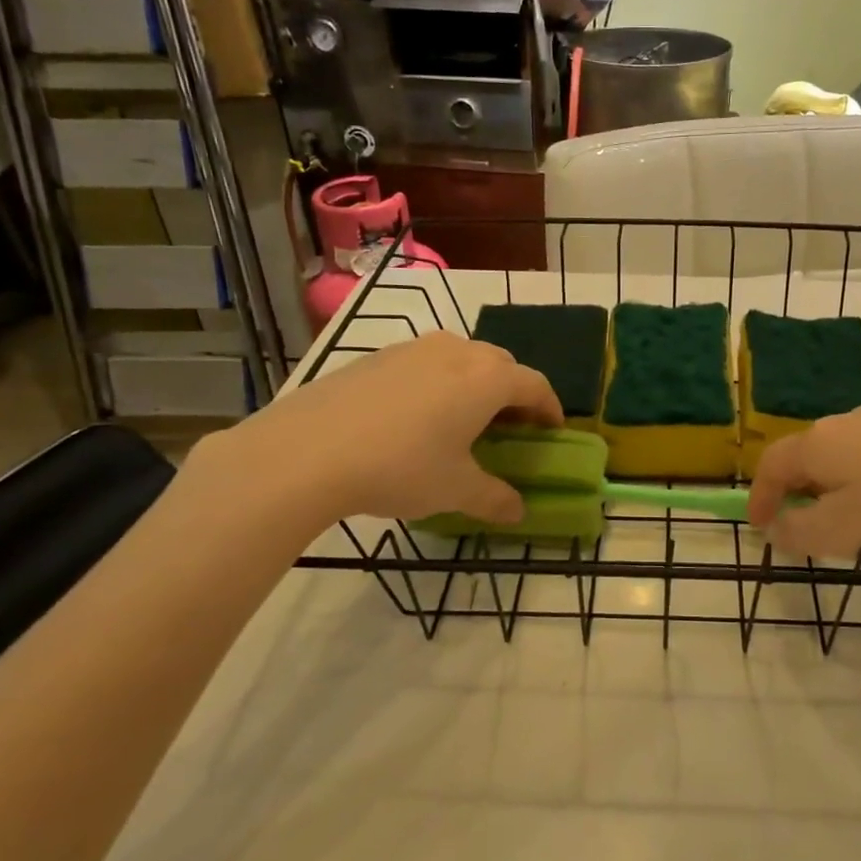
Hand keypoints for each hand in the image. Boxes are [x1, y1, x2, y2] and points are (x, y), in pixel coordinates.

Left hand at [192, 332, 561, 533]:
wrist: (308, 451)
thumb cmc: (400, 467)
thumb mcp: (455, 490)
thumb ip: (494, 498)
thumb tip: (518, 511)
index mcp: (487, 379)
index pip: (535, 384)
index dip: (550, 407)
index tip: (552, 430)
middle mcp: (456, 352)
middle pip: (501, 364)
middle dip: (513, 393)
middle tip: (509, 427)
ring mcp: (413, 349)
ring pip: (461, 358)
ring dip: (473, 384)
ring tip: (461, 419)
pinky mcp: (376, 356)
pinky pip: (423, 363)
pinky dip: (436, 383)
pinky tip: (414, 417)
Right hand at [746, 405, 860, 570]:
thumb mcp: (846, 531)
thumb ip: (801, 532)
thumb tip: (777, 528)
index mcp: (822, 441)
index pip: (773, 465)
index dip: (760, 498)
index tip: (760, 529)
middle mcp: (851, 421)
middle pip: (810, 457)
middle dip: (801, 494)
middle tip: (808, 531)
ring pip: (848, 458)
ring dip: (839, 491)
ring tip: (859, 528)